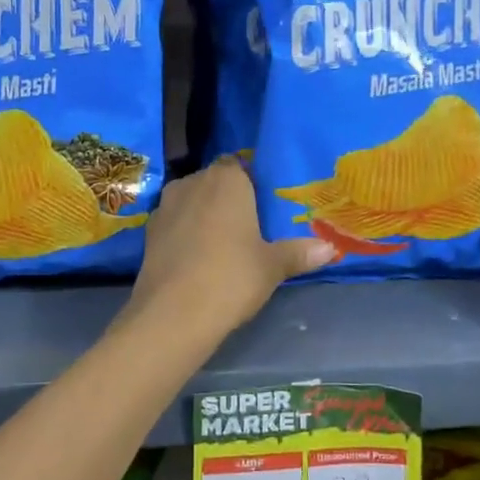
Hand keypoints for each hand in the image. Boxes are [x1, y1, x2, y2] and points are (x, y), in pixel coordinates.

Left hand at [122, 157, 335, 341]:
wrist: (172, 314)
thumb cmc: (231, 277)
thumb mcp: (272, 267)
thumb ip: (299, 252)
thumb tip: (331, 249)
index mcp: (226, 179)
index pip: (238, 165)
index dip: (250, 182)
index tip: (263, 205)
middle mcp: (193, 182)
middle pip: (214, 181)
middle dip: (228, 198)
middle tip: (249, 225)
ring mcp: (166, 205)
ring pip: (191, 200)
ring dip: (204, 214)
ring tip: (223, 242)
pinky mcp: (148, 231)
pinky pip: (175, 222)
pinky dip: (185, 232)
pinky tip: (197, 257)